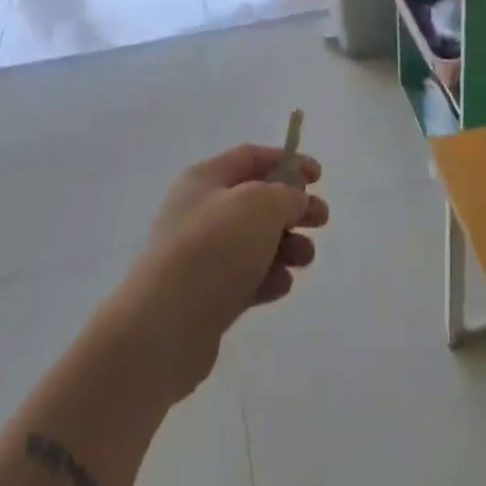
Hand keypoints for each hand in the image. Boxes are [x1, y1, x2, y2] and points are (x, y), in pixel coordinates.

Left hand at [114, 144, 329, 399]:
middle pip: (257, 200)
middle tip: (322, 220)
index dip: (287, 161)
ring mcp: (202, 256)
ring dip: (286, 245)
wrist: (163, 328)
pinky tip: (282, 285)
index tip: (319, 177)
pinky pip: (247, 277)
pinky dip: (269, 277)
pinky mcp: (207, 296)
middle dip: (293, 208)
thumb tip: (294, 202)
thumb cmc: (213, 249)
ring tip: (305, 259)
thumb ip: (287, 195)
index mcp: (205, 179)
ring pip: (255, 241)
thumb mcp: (260, 205)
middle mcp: (201, 211)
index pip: (251, 157)